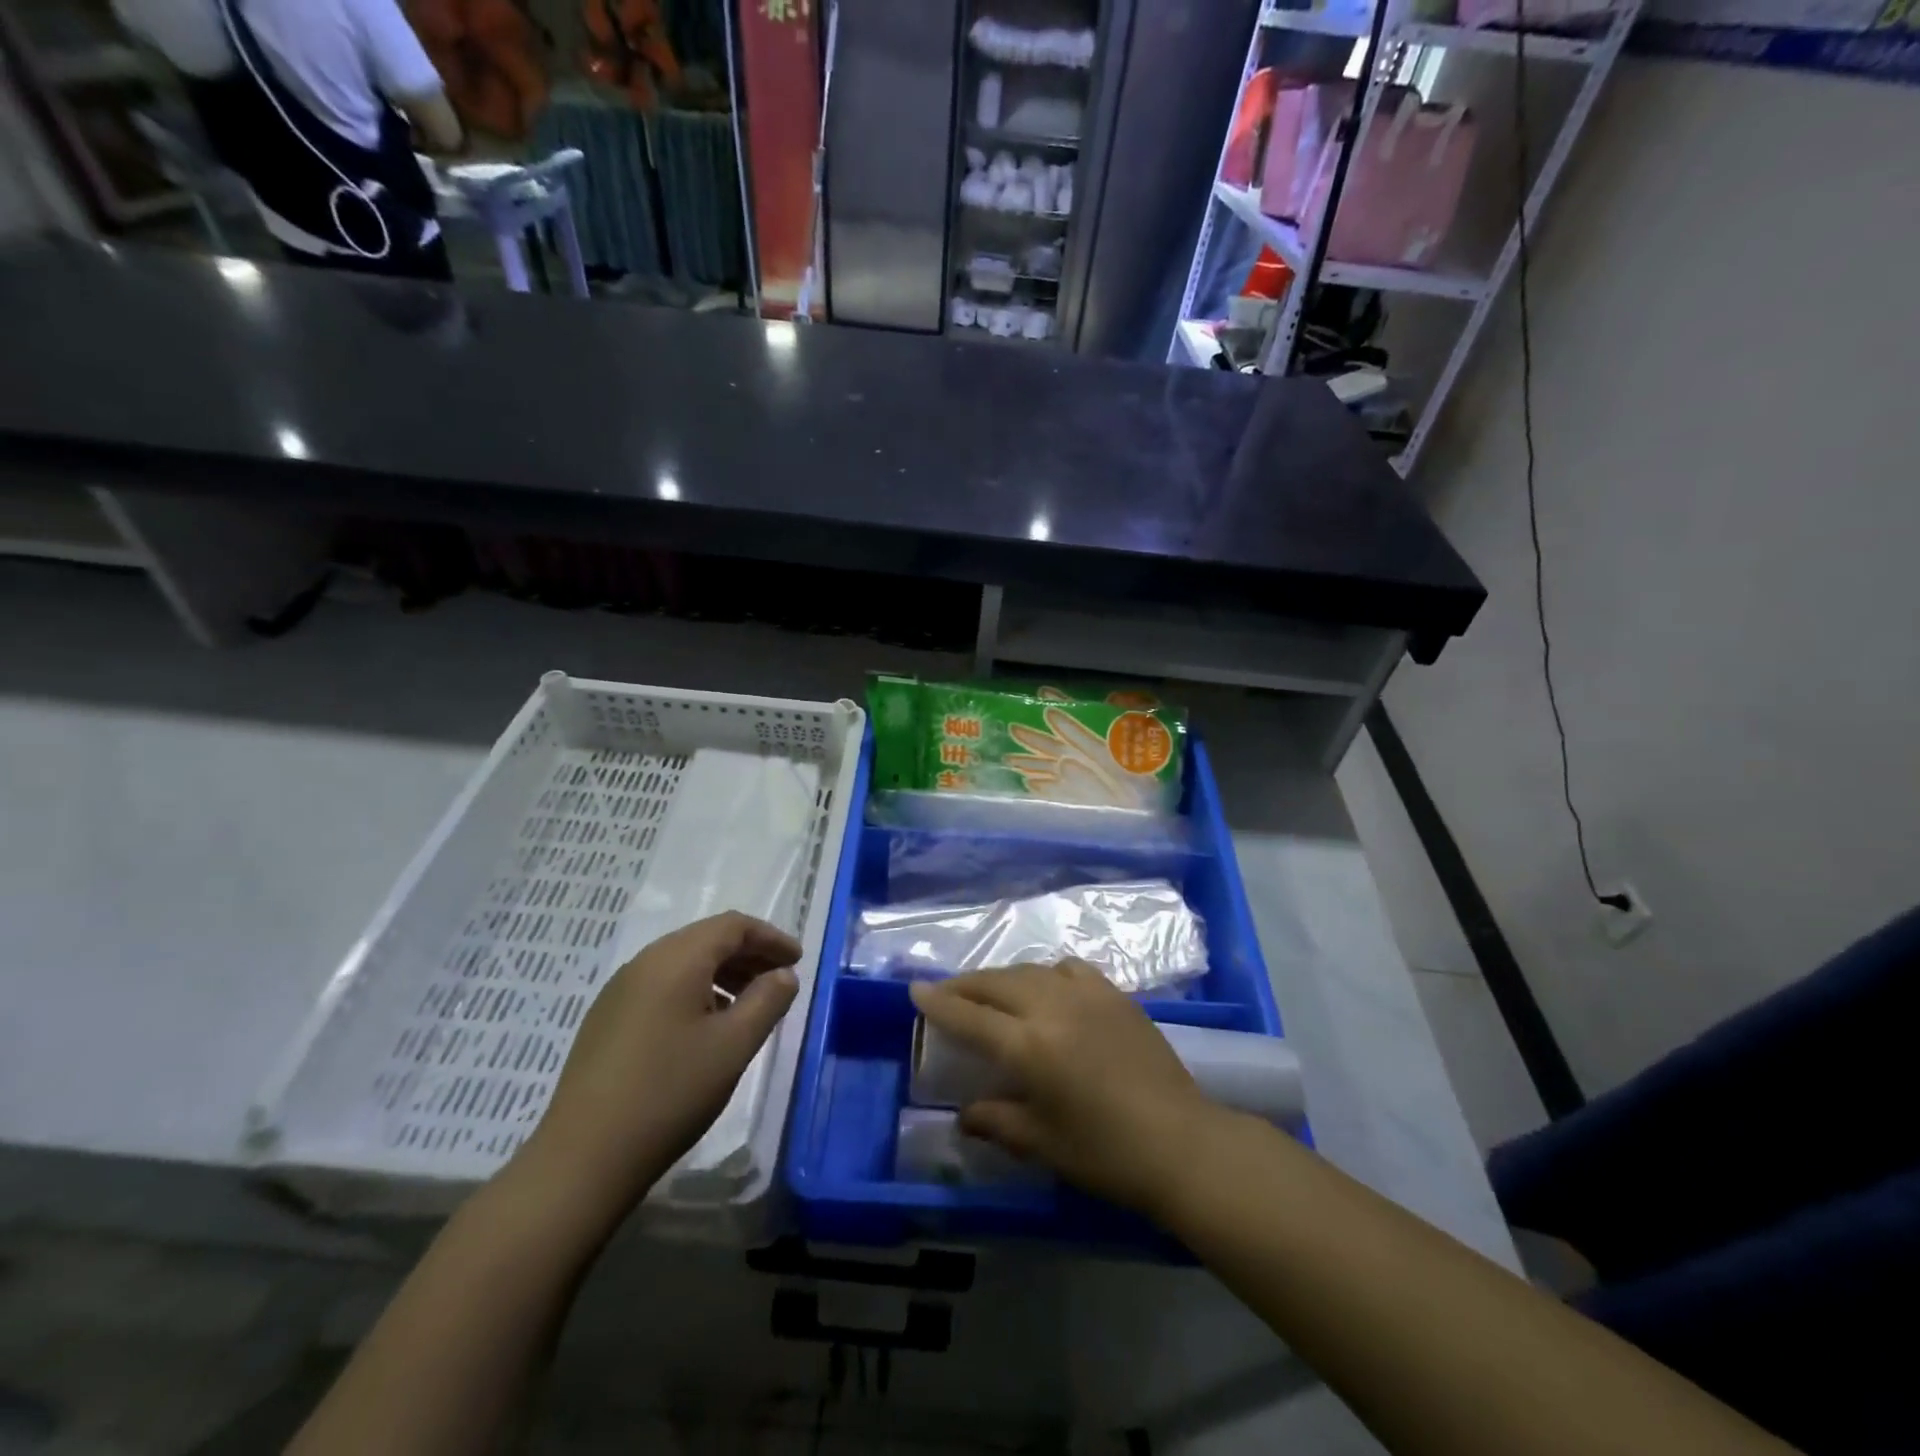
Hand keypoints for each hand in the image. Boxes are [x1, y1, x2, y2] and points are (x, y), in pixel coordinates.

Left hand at [521, 912, 800, 1220]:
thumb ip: (767, 1000)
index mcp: (676, 959)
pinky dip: (694, 992)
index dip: (770, 938)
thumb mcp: (734, 1045)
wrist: (583, 1159)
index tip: (797, 961)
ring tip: (748, 1006)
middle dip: (748, 954)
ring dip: (722, 974)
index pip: (733, 926)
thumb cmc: (671, 1092)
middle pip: (706, 939)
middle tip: (779, 982)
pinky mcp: (606, 1019)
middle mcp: (644, 963)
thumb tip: (783, 974)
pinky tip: (706, 1028)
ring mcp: (619, 991)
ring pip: (682, 963)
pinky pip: (661, 986)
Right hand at [909, 961, 1220, 1215]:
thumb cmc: (1106, 1153)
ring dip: (1004, 977)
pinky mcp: (1115, 994)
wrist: (1182, 1142)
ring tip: (993, 992)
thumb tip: (964, 1115)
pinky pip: (1069, 969)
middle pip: (996, 982)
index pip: (970, 1016)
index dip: (939, 1002)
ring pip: (1030, 969)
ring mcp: (1087, 995)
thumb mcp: (1043, 1143)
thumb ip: (997, 1121)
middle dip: (966, 984)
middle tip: (948, 992)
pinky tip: (1049, 989)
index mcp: (1029, 1046)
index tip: (915, 989)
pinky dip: (1047, 973)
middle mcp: (1053, 1007)